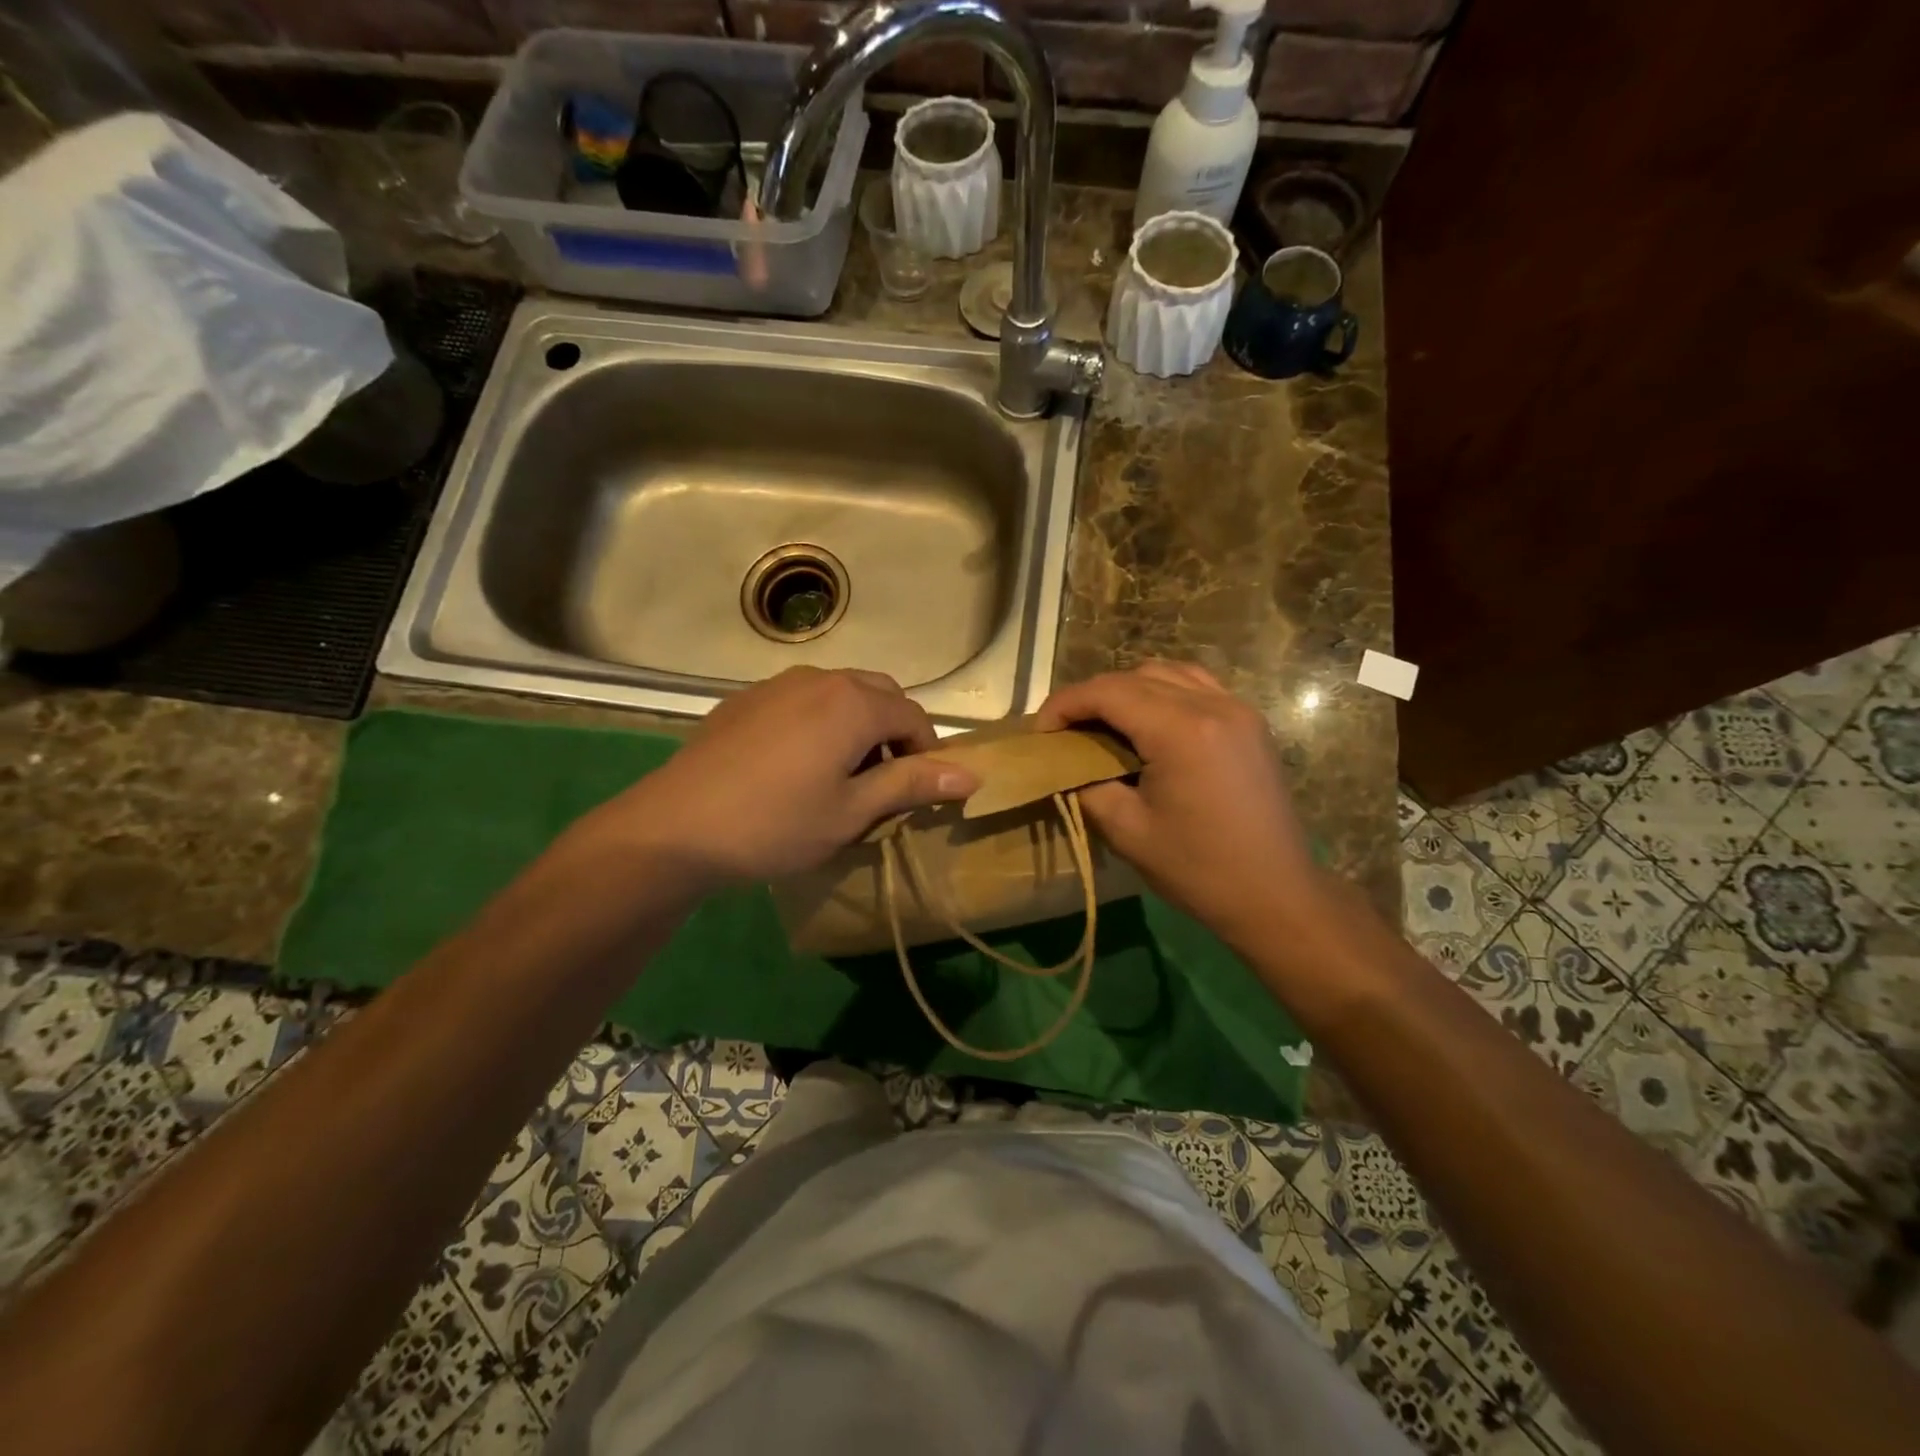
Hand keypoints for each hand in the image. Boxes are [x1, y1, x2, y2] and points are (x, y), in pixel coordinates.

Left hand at [580, 667, 978, 886]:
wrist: (675, 827)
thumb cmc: (776, 823)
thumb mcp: (852, 812)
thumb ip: (912, 784)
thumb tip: (972, 774)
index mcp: (854, 702)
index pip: (915, 716)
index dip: (927, 754)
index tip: (917, 794)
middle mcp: (820, 678)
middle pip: (880, 693)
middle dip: (894, 731)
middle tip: (881, 782)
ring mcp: (777, 684)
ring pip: (839, 692)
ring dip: (856, 724)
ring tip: (839, 773)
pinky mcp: (745, 699)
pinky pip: (801, 699)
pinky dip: (818, 722)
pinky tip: (793, 764)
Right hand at [1036, 662, 1324, 948]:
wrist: (1276, 894)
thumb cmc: (1198, 869)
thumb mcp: (1126, 831)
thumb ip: (1087, 785)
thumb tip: (1065, 764)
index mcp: (1181, 731)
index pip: (1108, 692)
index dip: (1064, 704)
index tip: (1040, 732)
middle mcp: (1212, 705)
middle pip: (1135, 676)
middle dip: (1091, 697)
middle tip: (1065, 732)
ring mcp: (1237, 709)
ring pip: (1167, 672)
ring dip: (1127, 689)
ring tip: (1104, 724)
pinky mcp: (1249, 722)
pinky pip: (1197, 685)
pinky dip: (1163, 692)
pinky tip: (1149, 723)